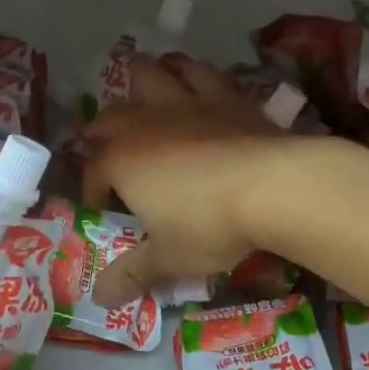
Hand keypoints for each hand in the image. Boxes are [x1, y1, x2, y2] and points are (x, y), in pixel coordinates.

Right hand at [82, 54, 300, 307]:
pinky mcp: (223, 94)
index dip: (93, 191)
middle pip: (108, 118)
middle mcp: (144, 123)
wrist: (275, 186)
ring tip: (141, 95)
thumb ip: (132, 273)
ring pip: (147, 75)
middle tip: (109, 150)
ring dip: (137, 82)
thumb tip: (101, 299)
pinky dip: (185, 71)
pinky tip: (188, 78)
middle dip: (102, 133)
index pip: (93, 172)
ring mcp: (184, 102)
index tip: (103, 208)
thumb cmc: (210, 225)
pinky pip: (196, 71)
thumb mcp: (169, 257)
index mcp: (121, 161)